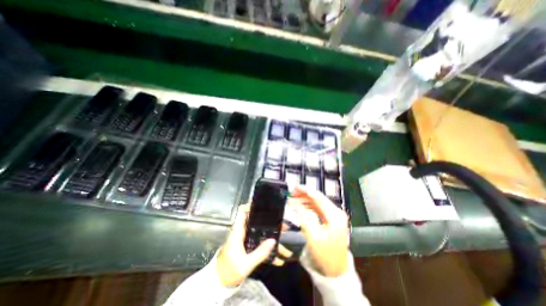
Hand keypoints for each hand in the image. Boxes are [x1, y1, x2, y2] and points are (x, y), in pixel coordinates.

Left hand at [217, 203, 294, 286]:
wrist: (220, 282)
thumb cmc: (229, 271)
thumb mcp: (245, 264)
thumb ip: (259, 253)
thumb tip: (273, 241)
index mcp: (238, 231)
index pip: (243, 212)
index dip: (252, 206)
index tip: (265, 206)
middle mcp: (242, 231)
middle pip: (257, 221)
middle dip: (270, 222)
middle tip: (282, 225)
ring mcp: (246, 238)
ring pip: (261, 232)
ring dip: (272, 234)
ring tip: (284, 237)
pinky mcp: (248, 245)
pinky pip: (260, 241)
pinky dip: (268, 246)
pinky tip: (278, 256)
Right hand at [290, 185, 349, 277]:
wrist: (336, 271)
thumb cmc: (325, 254)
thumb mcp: (312, 236)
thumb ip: (303, 216)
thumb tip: (294, 202)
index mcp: (334, 215)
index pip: (318, 197)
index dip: (305, 190)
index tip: (294, 187)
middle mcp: (336, 212)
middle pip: (318, 198)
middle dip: (304, 194)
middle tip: (291, 193)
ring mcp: (334, 216)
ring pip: (317, 202)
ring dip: (305, 200)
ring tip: (293, 199)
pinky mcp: (330, 220)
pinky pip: (317, 209)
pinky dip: (308, 206)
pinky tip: (300, 206)